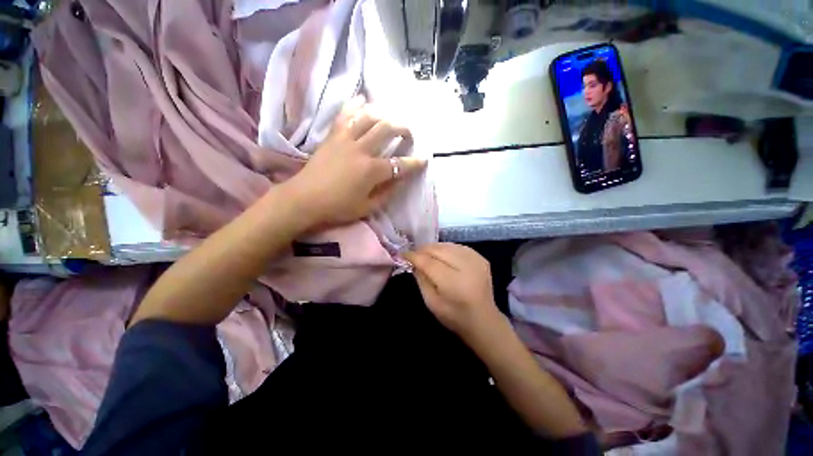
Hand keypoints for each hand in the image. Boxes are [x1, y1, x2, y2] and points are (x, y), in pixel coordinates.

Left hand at [287, 96, 425, 228]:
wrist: (304, 199)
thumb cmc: (337, 207)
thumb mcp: (367, 207)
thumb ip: (387, 193)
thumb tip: (401, 181)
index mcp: (371, 170)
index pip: (399, 164)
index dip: (414, 163)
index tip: (424, 160)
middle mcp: (361, 150)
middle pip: (387, 130)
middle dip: (403, 128)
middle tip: (409, 133)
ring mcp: (345, 140)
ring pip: (368, 117)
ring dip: (384, 115)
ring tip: (391, 118)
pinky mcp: (332, 136)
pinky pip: (345, 115)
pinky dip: (354, 105)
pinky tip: (362, 99)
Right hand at [404, 243, 503, 341]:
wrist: (483, 319)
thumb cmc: (454, 315)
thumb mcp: (431, 302)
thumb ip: (421, 279)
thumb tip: (413, 261)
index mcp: (453, 283)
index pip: (429, 262)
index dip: (414, 256)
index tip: (403, 254)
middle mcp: (467, 267)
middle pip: (438, 249)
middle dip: (423, 250)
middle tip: (414, 254)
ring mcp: (476, 260)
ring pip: (447, 245)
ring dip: (434, 248)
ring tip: (426, 254)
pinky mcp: (481, 258)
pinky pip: (457, 246)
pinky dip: (446, 248)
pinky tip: (442, 255)